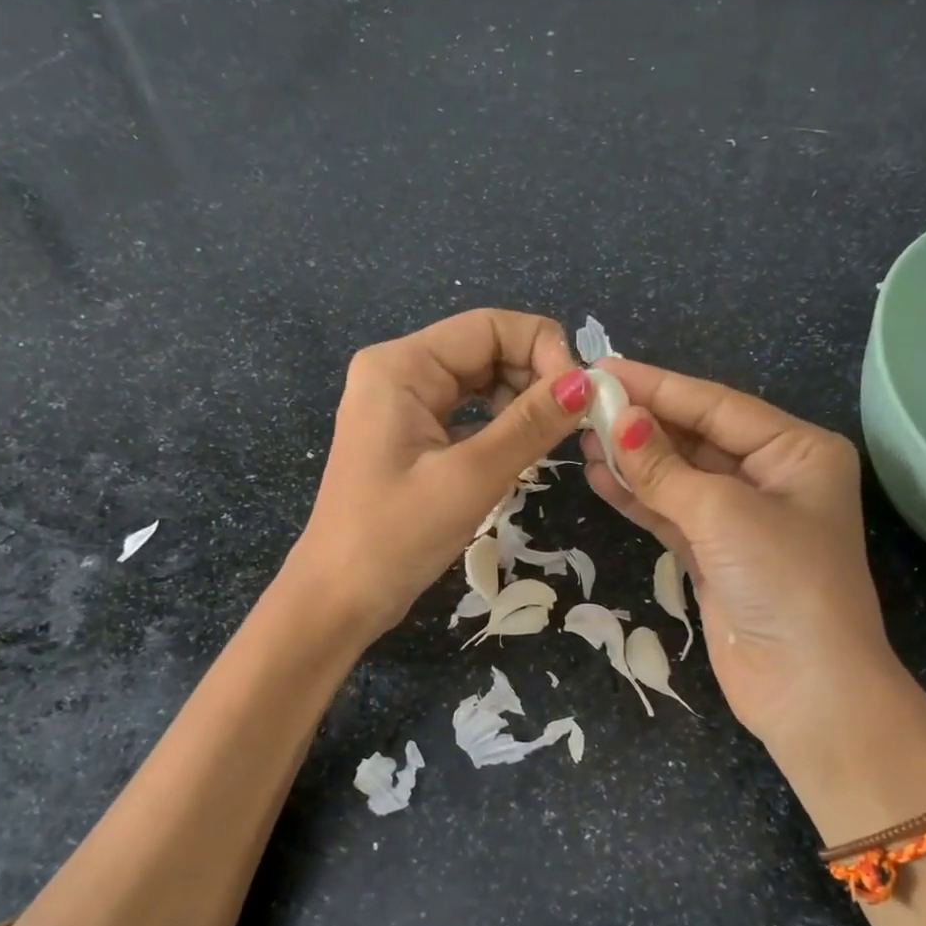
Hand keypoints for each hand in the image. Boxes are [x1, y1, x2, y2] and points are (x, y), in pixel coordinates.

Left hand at [290, 309, 592, 641]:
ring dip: (520, 405)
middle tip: (573, 423)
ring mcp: (402, 406)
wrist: (338, 599)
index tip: (581, 397)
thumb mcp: (470, 478)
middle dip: (534, 378)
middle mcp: (400, 373)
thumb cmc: (395, 537)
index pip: (490, 326)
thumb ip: (529, 426)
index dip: (543, 350)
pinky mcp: (410, 438)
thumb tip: (586, 384)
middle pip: (486, 350)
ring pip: (480, 384)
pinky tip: (520, 454)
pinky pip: (467, 415)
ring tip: (549, 442)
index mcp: (402, 366)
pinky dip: (499, 428)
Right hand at [581, 358, 905, 777]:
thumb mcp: (722, 512)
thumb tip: (616, 420)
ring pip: (680, 477)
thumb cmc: (781, 581)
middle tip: (582, 403)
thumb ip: (664, 466)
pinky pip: (672, 514)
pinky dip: (638, 499)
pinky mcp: (716, 556)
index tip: (602, 368)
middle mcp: (774, 478)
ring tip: (580, 438)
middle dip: (642, 423)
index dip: (658, 386)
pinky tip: (599, 478)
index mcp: (797, 451)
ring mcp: (743, 520)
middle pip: (697, 437)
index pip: (717, 405)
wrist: (806, 687)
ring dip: (633, 460)